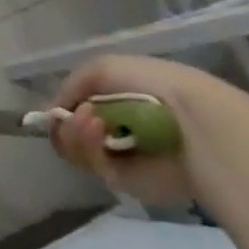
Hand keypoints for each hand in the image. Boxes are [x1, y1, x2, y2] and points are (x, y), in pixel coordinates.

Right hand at [49, 55, 237, 206]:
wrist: (194, 121)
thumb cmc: (152, 86)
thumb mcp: (102, 67)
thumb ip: (70, 85)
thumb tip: (54, 113)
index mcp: (114, 102)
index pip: (73, 110)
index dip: (62, 109)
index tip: (59, 108)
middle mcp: (114, 129)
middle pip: (68, 132)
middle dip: (68, 123)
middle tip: (81, 114)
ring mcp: (119, 157)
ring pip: (74, 150)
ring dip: (76, 133)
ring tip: (92, 121)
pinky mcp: (125, 181)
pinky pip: (92, 166)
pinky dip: (89, 149)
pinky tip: (100, 133)